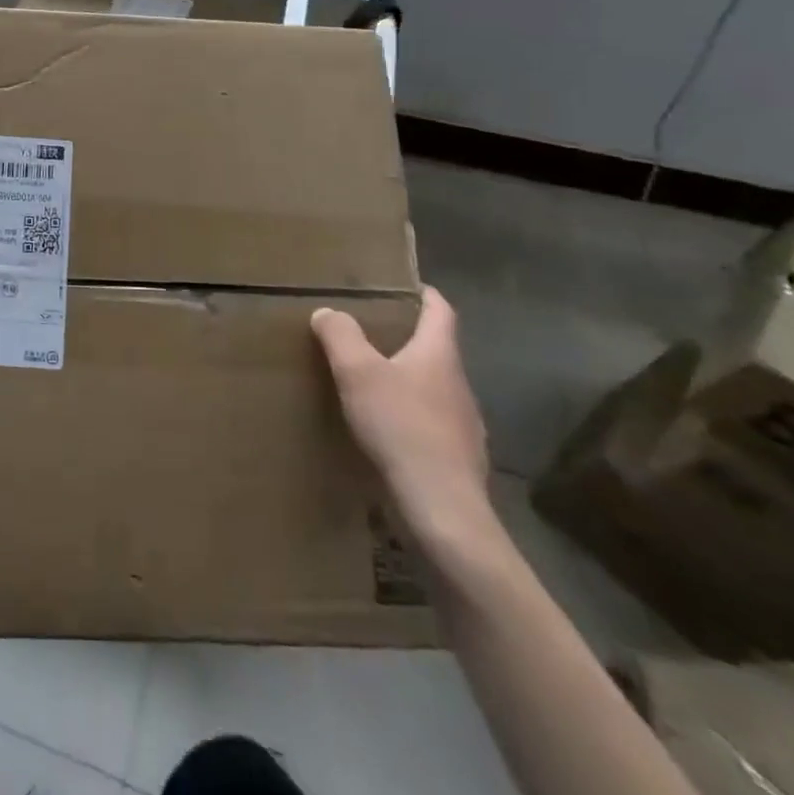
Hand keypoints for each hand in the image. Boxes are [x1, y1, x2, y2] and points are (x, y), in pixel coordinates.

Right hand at [311, 287, 494, 551]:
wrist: (442, 508)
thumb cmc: (401, 427)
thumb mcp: (358, 372)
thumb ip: (340, 336)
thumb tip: (328, 312)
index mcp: (439, 355)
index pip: (441, 311)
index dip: (425, 294)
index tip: (406, 285)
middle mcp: (459, 384)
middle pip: (437, 350)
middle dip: (408, 339)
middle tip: (372, 333)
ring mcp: (465, 425)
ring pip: (435, 389)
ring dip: (410, 381)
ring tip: (375, 383)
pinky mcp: (459, 459)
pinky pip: (434, 425)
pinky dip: (413, 419)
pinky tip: (389, 432)